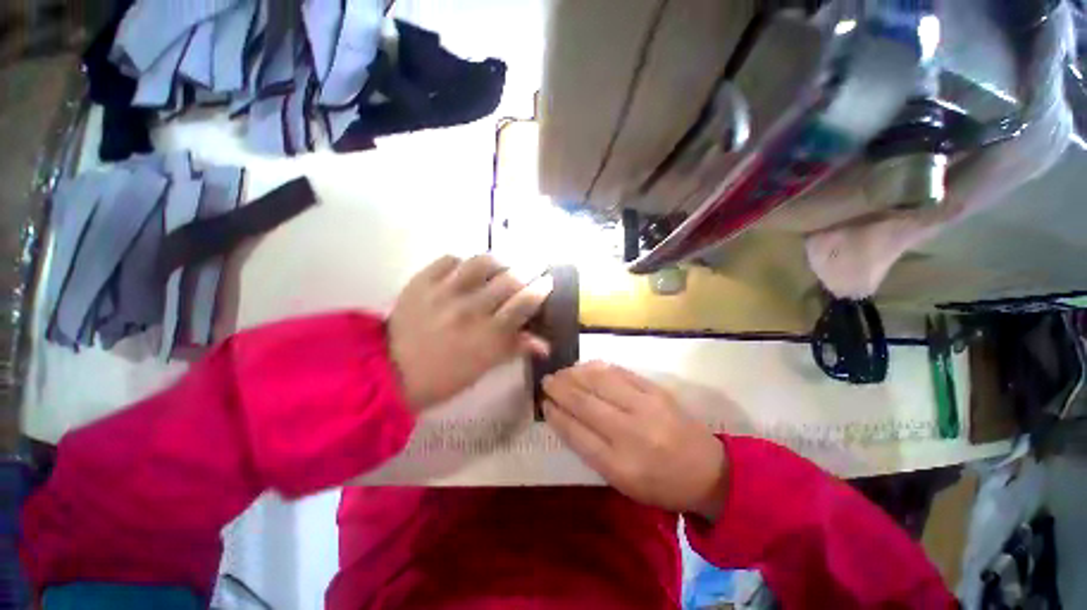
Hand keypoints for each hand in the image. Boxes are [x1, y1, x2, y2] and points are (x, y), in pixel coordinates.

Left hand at [389, 255, 550, 410]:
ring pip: (482, 262)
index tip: (548, 280)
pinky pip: (449, 259)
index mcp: (489, 335)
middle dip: (529, 268)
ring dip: (499, 260)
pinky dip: (462, 261)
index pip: (524, 303)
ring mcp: (445, 292)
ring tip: (503, 264)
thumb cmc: (444, 377)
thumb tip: (545, 344)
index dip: (541, 288)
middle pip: (510, 279)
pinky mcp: (422, 282)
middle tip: (534, 265)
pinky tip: (465, 269)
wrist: (389, 372)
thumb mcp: (484, 367)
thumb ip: (515, 349)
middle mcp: (471, 309)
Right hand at [542, 362, 728, 519]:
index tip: (543, 402)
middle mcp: (630, 432)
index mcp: (620, 464)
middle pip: (585, 403)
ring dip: (576, 374)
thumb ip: (592, 450)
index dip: (556, 414)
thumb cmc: (660, 484)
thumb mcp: (622, 482)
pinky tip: (586, 366)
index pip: (576, 433)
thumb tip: (565, 418)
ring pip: (601, 382)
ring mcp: (646, 407)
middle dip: (561, 389)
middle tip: (546, 380)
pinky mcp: (657, 390)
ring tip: (562, 371)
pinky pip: (621, 373)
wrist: (708, 471)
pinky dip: (599, 367)